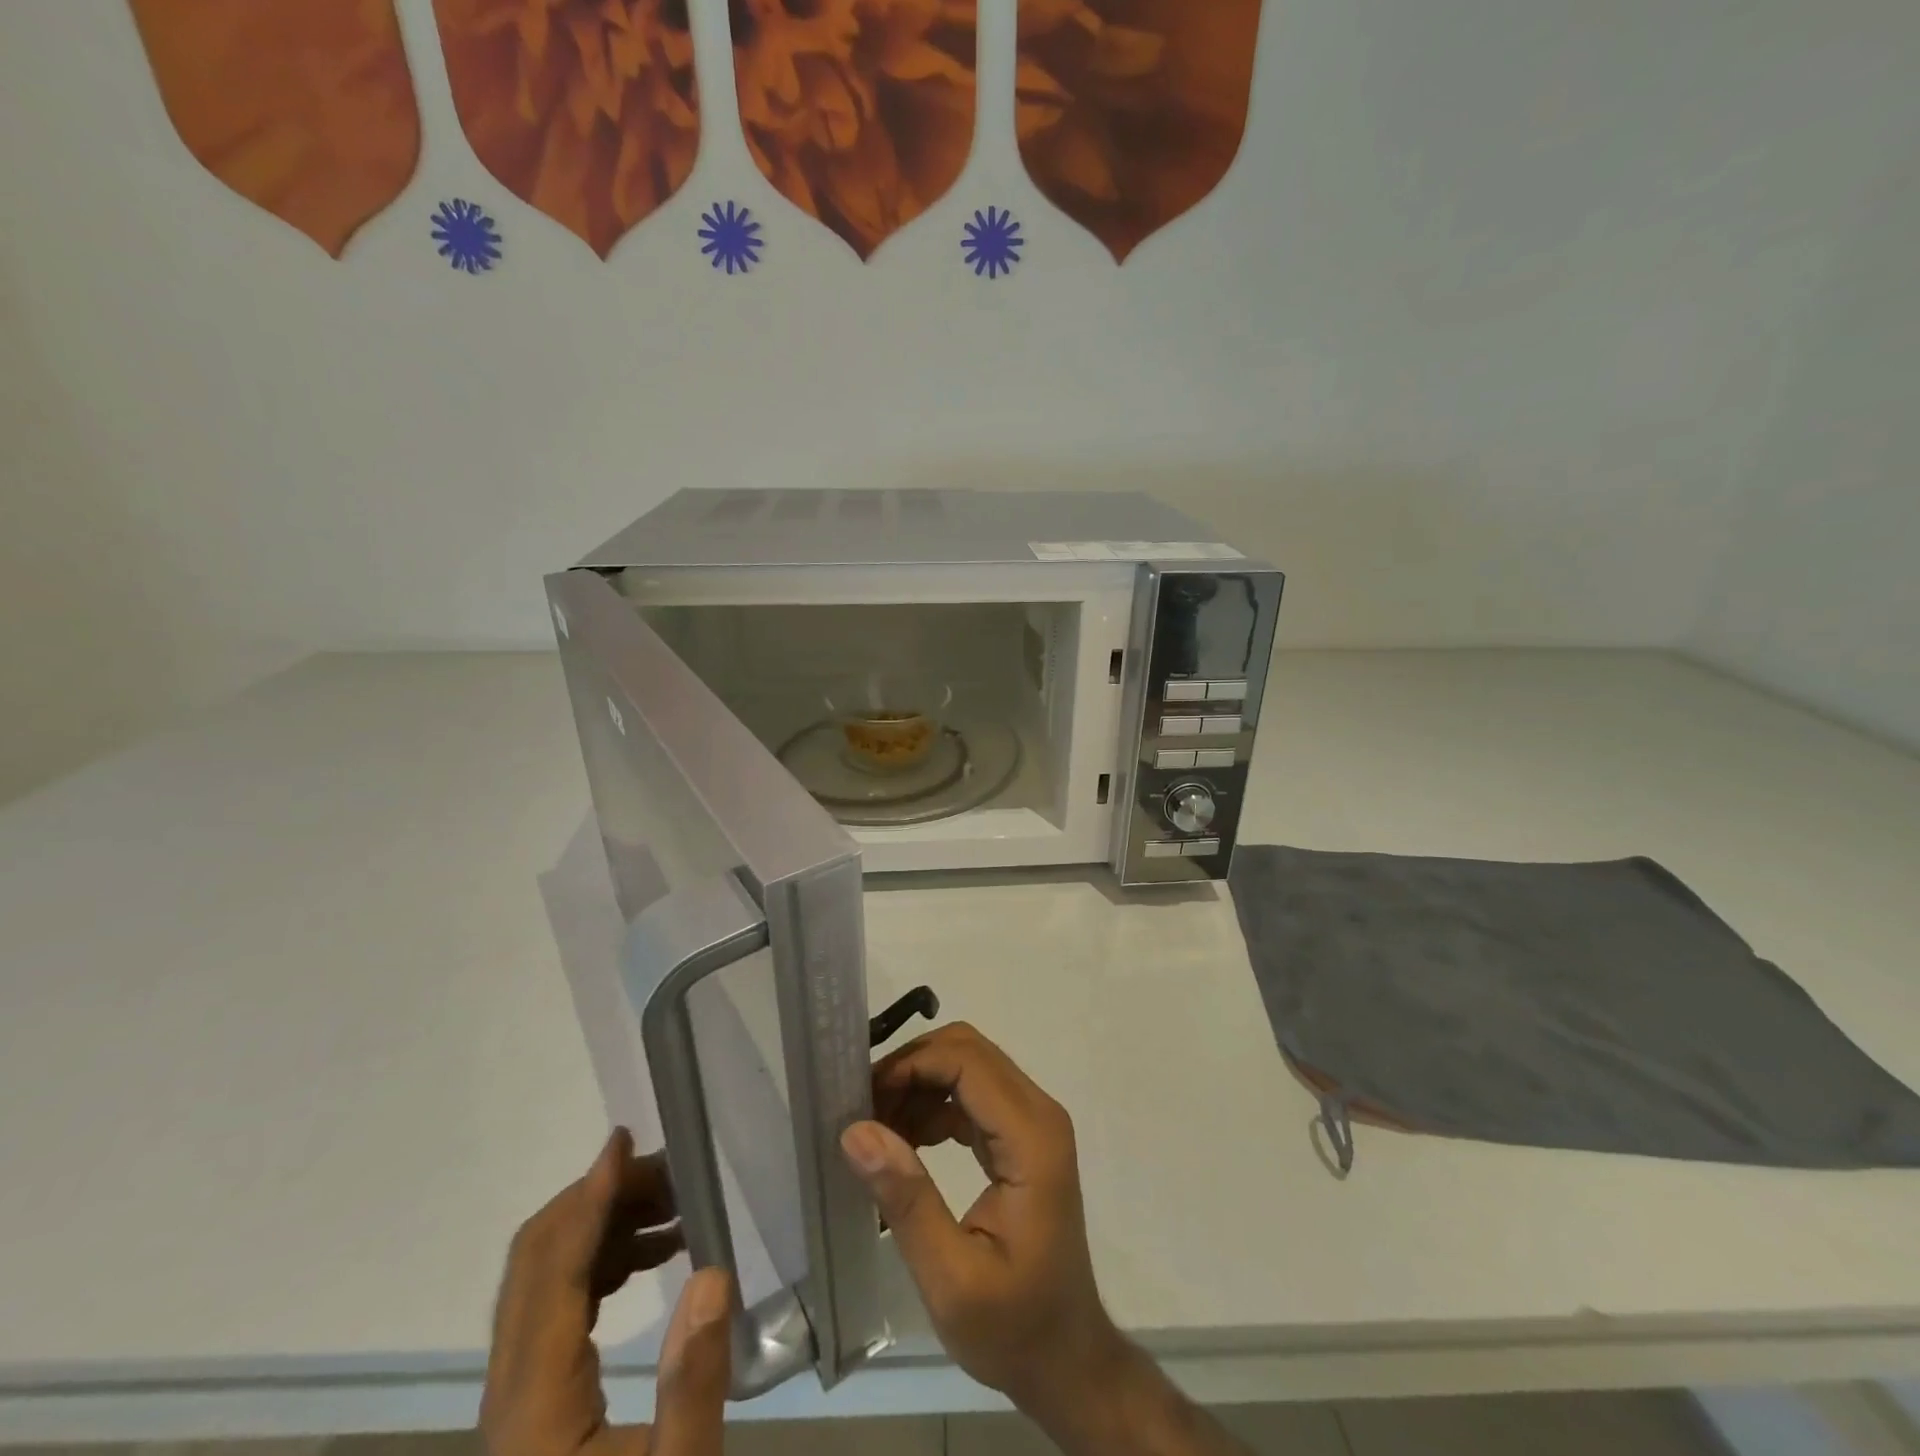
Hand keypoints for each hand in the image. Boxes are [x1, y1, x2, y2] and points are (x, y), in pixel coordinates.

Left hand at [482, 1128, 732, 1455]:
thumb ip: (694, 1383)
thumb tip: (711, 1272)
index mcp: (534, 1407)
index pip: (552, 1272)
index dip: (589, 1199)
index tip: (625, 1140)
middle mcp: (510, 1390)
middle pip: (535, 1262)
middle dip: (600, 1200)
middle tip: (672, 1173)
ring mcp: (517, 1395)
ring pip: (543, 1276)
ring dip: (603, 1224)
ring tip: (675, 1205)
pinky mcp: (534, 1400)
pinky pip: (556, 1302)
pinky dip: (602, 1258)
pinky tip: (656, 1253)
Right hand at [838, 1023, 1126, 1421]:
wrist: (1066, 1359)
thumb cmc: (1014, 1328)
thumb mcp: (951, 1280)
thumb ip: (907, 1199)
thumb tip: (856, 1130)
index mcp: (1031, 1138)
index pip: (967, 1062)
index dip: (911, 1066)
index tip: (862, 1099)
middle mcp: (1038, 1114)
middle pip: (968, 1051)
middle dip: (911, 1068)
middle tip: (864, 1109)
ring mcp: (1032, 1123)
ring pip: (968, 1066)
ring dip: (919, 1085)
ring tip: (876, 1130)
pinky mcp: (1020, 1137)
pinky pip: (971, 1095)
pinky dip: (933, 1105)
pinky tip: (903, 1143)